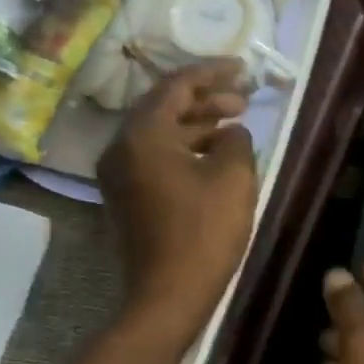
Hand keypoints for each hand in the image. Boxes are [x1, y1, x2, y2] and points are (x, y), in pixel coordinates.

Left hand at [98, 63, 256, 343]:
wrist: (168, 295)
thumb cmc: (204, 232)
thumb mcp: (233, 177)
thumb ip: (235, 139)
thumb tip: (230, 131)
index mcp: (143, 135)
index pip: (177, 86)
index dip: (213, 72)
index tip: (243, 68)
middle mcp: (121, 147)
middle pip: (164, 107)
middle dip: (206, 98)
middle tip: (243, 99)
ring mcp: (120, 174)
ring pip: (160, 132)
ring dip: (197, 124)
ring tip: (234, 124)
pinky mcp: (127, 196)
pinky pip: (156, 155)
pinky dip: (185, 147)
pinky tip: (214, 155)